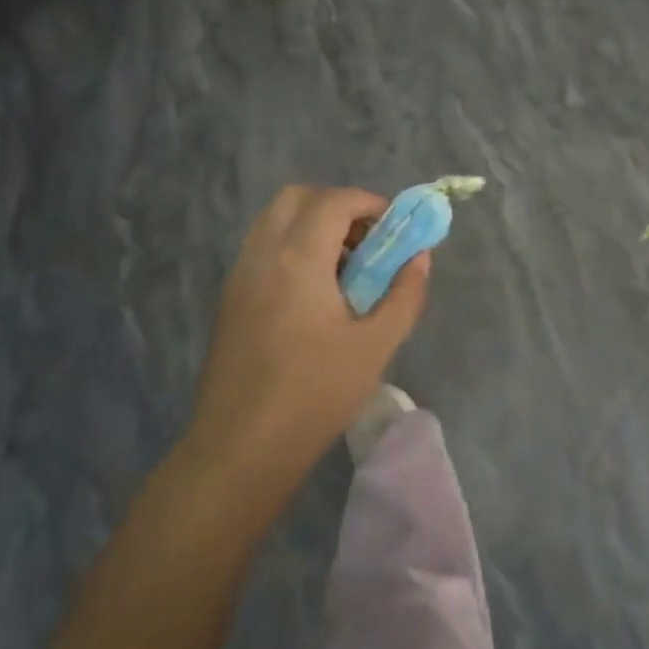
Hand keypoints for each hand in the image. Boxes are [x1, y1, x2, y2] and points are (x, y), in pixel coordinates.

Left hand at [185, 185, 429, 491]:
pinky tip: (312, 295)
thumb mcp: (375, 346)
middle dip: (336, 207)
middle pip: (297, 198)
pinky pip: (262, 248)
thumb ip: (405, 294)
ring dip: (311, 226)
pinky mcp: (229, 299)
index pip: (334, 200)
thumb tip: (419, 257)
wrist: (239, 450)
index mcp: (298, 257)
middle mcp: (263, 254)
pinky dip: (291, 248)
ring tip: (342, 270)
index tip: (394, 229)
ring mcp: (240, 275)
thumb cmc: (314, 395)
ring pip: (274, 221)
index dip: (369, 204)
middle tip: (365, 243)